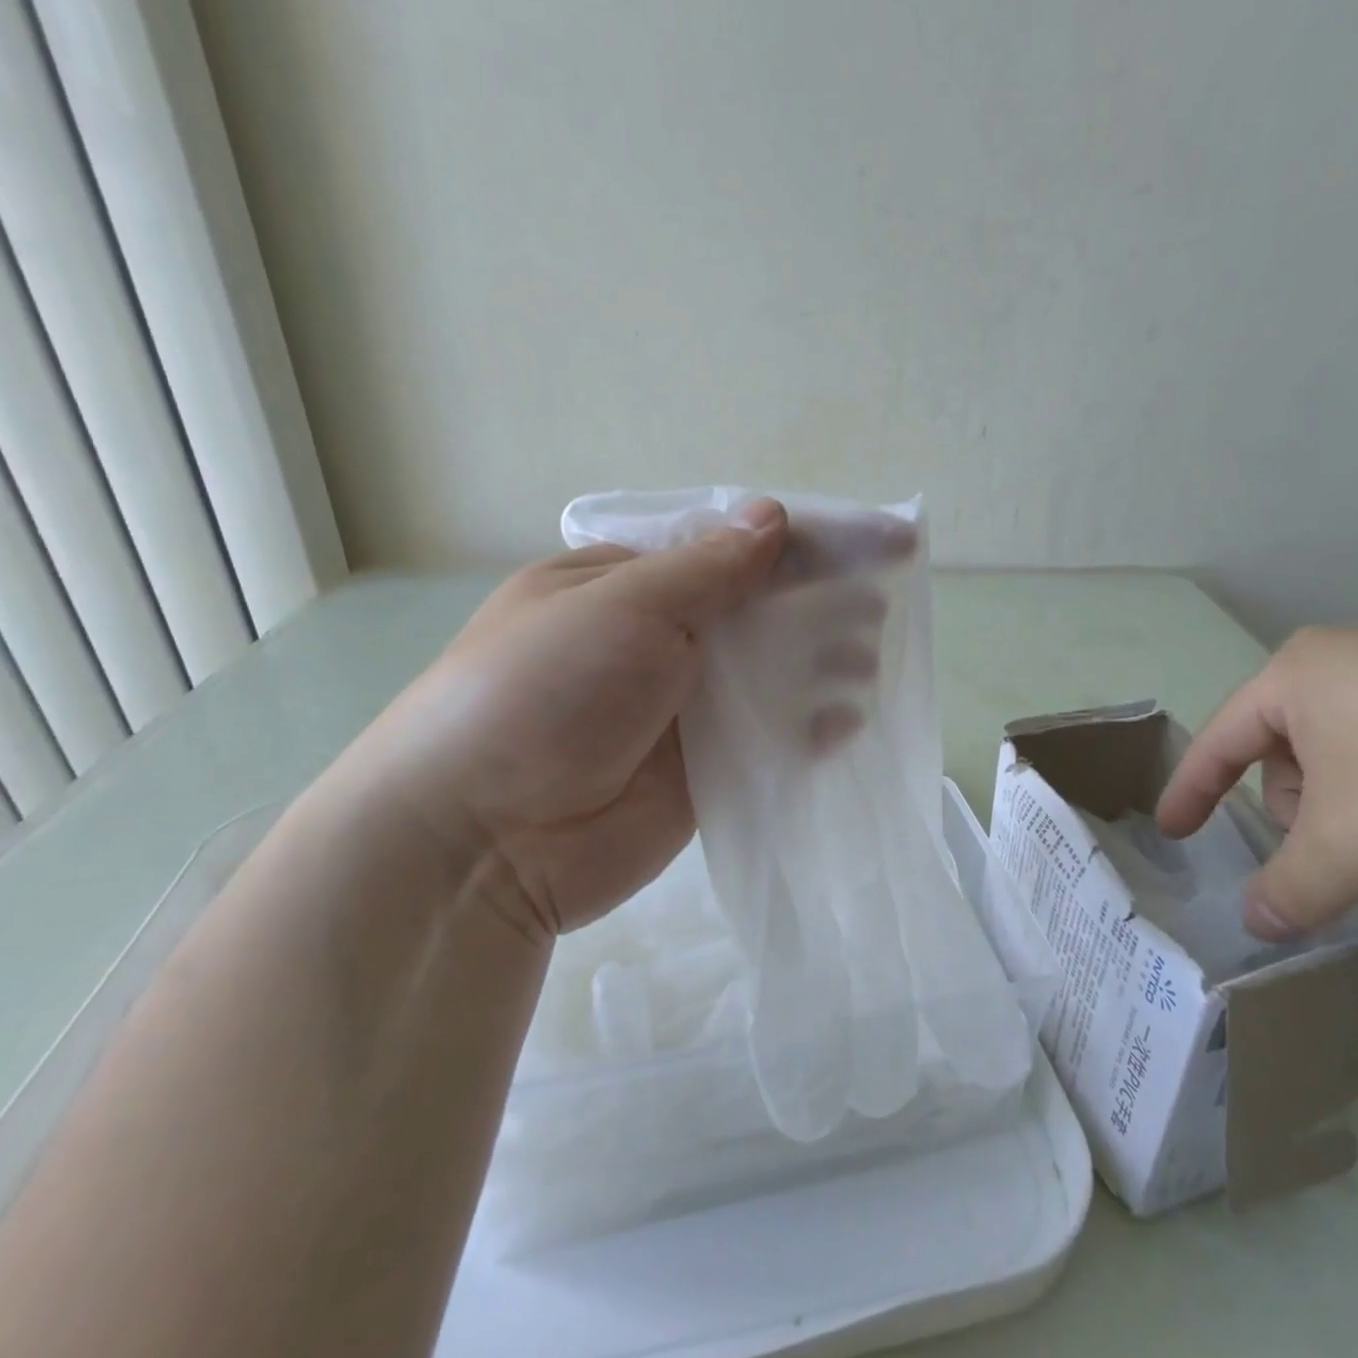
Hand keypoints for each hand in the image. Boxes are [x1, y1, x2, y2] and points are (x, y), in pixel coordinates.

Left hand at [351, 498, 914, 941]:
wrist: (481, 841)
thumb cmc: (543, 691)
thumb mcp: (622, 606)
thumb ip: (709, 568)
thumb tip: (775, 516)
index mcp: (627, 585)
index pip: (731, 550)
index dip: (803, 542)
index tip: (876, 540)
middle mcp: (658, 640)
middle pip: (758, 610)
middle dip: (820, 603)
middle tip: (876, 607)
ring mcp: (682, 708)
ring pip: (769, 673)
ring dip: (821, 662)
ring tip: (865, 661)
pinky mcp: (702, 770)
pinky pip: (767, 736)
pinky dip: (808, 724)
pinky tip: (845, 719)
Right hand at [1154, 628, 1357, 938]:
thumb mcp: (1347, 849)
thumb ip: (1286, 888)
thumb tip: (1258, 924)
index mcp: (1302, 671)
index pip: (1221, 738)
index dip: (1191, 790)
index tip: (1172, 831)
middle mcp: (1354, 658)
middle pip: (1287, 749)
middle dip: (1296, 809)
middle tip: (1332, 854)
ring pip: (1347, 752)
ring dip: (1349, 808)